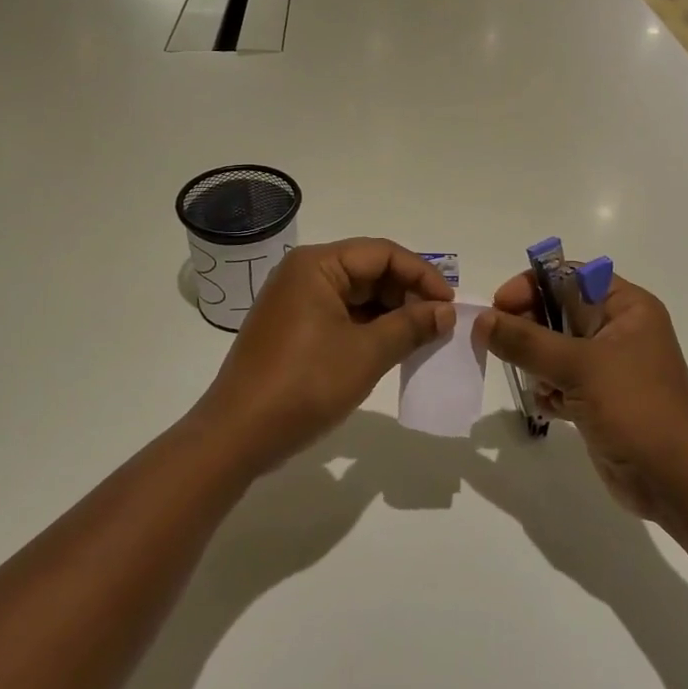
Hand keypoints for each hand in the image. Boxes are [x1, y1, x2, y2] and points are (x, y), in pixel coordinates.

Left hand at [198, 238, 454, 475]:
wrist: (238, 435)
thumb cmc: (305, 384)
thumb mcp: (367, 353)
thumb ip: (411, 326)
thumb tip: (446, 311)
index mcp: (317, 265)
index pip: (382, 253)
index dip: (421, 275)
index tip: (449, 304)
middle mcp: (303, 274)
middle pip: (368, 270)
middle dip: (407, 294)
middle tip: (440, 324)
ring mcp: (295, 302)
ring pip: (356, 296)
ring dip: (391, 314)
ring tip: (422, 338)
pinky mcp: (293, 329)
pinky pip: (340, 316)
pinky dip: (369, 329)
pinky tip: (392, 349)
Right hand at [472, 271, 687, 522]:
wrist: (675, 482)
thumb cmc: (635, 408)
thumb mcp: (578, 366)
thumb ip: (526, 341)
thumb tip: (481, 320)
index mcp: (626, 307)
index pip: (569, 276)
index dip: (533, 285)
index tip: (500, 306)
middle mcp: (618, 330)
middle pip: (558, 311)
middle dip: (528, 327)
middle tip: (498, 344)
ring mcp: (609, 366)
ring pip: (555, 348)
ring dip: (536, 362)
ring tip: (534, 382)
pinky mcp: (599, 399)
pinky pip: (561, 380)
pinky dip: (548, 389)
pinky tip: (548, 406)